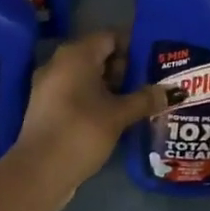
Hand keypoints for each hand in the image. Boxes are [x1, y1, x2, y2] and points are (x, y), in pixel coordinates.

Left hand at [13, 31, 164, 207]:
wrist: (37, 173)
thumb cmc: (81, 132)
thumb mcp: (118, 115)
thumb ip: (145, 99)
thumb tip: (173, 91)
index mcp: (76, 54)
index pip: (111, 36)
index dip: (134, 47)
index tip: (154, 62)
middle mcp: (60, 62)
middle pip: (100, 55)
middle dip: (126, 69)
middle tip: (151, 84)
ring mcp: (49, 85)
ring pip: (88, 76)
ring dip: (112, 87)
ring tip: (138, 102)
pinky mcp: (46, 108)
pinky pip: (76, 93)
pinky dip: (95, 100)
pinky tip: (115, 117)